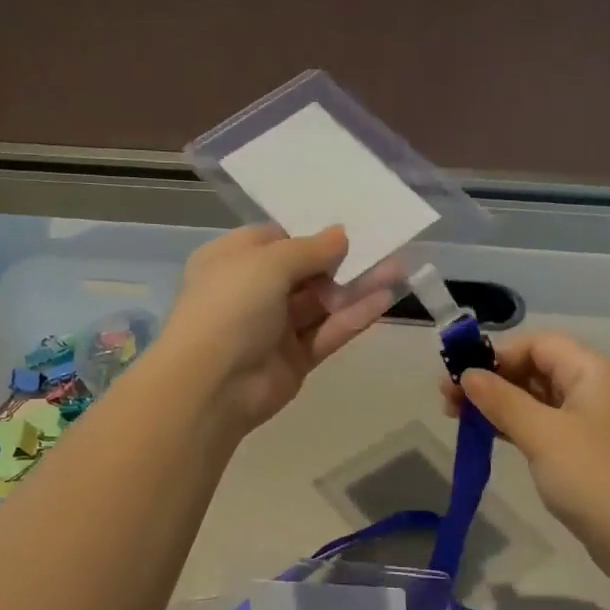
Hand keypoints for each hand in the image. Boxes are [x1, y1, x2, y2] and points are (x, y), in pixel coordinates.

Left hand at [159, 224, 394, 431]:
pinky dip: (354, 317)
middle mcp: (252, 291)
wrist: (212, 385)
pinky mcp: (295, 358)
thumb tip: (341, 234)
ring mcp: (274, 328)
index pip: (276, 239)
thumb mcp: (268, 263)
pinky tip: (385, 300)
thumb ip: (310, 248)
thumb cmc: (231, 306)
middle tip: (384, 246)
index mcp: (232, 261)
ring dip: (356, 287)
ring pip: (321, 302)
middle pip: (304, 271)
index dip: (311, 232)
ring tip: (397, 269)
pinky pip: (327, 332)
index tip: (350, 225)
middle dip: (343, 260)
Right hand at [442, 332, 609, 572]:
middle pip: (537, 367)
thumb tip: (467, 374)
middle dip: (493, 379)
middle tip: (449, 401)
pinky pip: (546, 424)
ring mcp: (593, 422)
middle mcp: (596, 388)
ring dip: (500, 403)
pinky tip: (491, 435)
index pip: (539, 344)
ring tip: (460, 418)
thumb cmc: (594, 478)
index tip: (460, 376)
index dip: (497, 354)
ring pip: (538, 398)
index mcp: (593, 372)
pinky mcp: (588, 451)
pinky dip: (517, 425)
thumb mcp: (541, 434)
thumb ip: (501, 400)